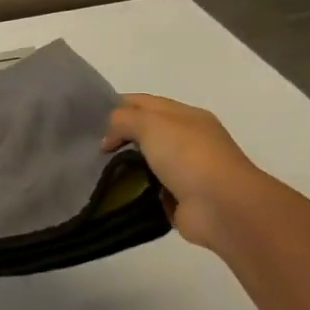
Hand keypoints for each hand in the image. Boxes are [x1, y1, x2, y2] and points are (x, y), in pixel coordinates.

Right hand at [102, 94, 271, 250]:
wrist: (222, 207)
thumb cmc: (188, 156)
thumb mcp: (151, 124)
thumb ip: (123, 120)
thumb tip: (109, 138)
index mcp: (186, 116)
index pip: (144, 103)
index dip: (116, 106)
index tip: (88, 119)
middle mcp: (188, 139)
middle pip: (144, 131)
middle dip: (118, 136)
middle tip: (87, 146)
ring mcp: (185, 170)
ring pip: (145, 161)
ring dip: (123, 165)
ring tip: (94, 170)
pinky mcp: (179, 198)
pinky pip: (148, 188)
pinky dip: (132, 189)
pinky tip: (111, 191)